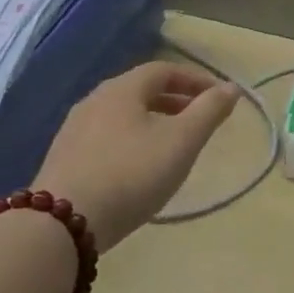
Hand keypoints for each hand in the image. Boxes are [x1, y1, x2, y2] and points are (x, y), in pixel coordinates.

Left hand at [33, 62, 240, 248]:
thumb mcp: (181, 142)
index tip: (220, 97)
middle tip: (201, 119)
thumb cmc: (131, 174)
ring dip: (153, 121)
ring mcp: (75, 130)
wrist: (63, 222)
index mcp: (122, 89)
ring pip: (123, 115)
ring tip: (174, 144)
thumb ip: (209, 112)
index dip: (195, 79)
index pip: (163, 70)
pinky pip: (107, 137)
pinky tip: (140, 167)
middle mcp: (94, 101)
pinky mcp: (65, 158)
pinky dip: (133, 140)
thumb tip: (230, 88)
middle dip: (176, 100)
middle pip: (141, 90)